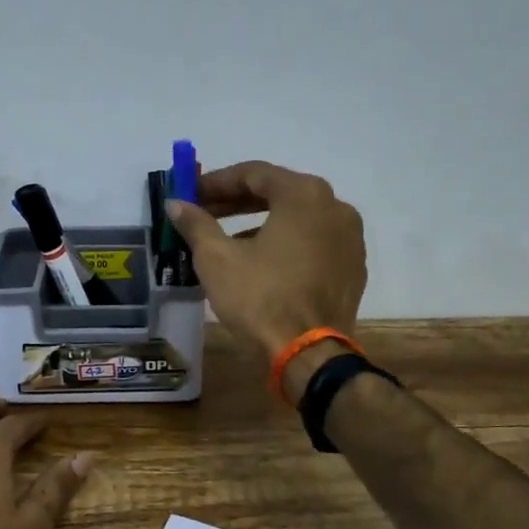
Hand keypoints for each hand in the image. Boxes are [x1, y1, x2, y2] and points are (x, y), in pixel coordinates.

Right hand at [164, 161, 366, 400]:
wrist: (309, 354)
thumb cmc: (260, 298)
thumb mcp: (216, 259)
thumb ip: (196, 224)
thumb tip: (176, 204)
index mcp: (305, 195)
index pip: (254, 174)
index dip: (216, 182)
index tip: (191, 193)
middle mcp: (335, 207)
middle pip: (278, 193)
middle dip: (237, 201)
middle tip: (205, 212)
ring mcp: (350, 239)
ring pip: (298, 219)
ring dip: (261, 222)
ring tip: (228, 241)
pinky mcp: (353, 268)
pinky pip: (314, 243)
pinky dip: (286, 244)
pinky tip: (262, 263)